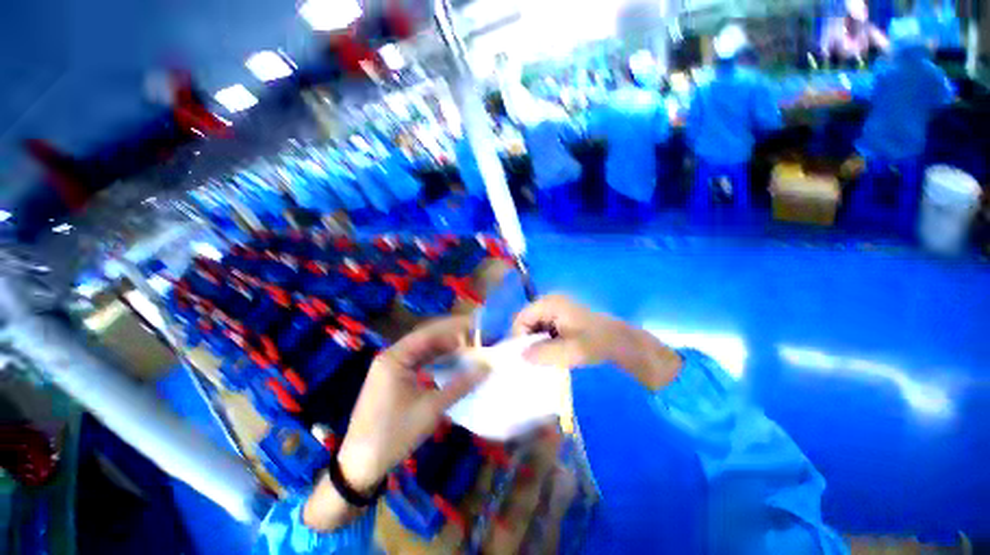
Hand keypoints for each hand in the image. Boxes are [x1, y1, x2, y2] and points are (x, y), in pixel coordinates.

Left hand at [304, 316, 488, 529]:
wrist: (359, 466)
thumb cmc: (394, 435)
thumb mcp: (431, 409)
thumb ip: (460, 385)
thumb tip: (486, 368)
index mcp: (394, 358)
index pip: (429, 333)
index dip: (454, 328)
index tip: (476, 327)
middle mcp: (391, 356)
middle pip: (426, 339)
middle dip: (451, 337)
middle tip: (476, 337)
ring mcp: (390, 367)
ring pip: (422, 350)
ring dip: (444, 348)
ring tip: (468, 348)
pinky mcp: (393, 378)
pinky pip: (418, 361)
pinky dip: (436, 360)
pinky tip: (451, 363)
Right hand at [512, 294, 680, 390]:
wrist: (620, 342)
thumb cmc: (596, 343)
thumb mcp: (571, 351)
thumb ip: (545, 353)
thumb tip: (521, 356)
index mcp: (550, 304)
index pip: (521, 318)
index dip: (518, 337)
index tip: (524, 358)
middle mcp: (549, 302)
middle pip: (526, 321)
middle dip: (526, 341)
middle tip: (532, 360)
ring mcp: (554, 309)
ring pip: (533, 327)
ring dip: (535, 343)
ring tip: (542, 358)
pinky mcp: (559, 318)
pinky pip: (543, 329)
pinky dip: (543, 342)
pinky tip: (551, 353)